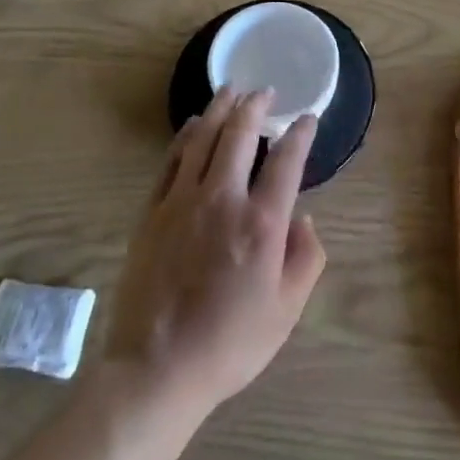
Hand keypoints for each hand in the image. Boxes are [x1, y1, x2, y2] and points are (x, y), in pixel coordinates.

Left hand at [104, 89, 325, 420]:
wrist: (156, 368)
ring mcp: (183, 201)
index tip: (307, 118)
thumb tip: (304, 218)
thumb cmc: (230, 343)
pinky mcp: (153, 210)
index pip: (287, 161)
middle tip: (264, 91)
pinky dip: (186, 136)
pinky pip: (172, 160)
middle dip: (256, 106)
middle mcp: (224, 199)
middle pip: (241, 134)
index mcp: (262, 223)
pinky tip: (194, 125)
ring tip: (231, 90)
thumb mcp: (286, 311)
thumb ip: (305, 259)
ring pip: (203, 137)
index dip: (300, 133)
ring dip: (220, 109)